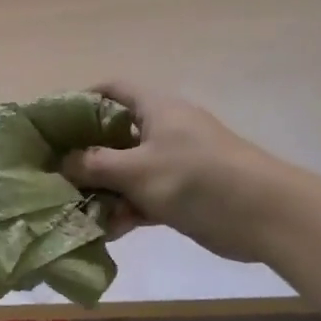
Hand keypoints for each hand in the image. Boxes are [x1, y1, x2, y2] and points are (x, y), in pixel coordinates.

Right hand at [64, 81, 297, 261]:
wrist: (266, 215)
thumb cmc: (196, 177)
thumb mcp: (136, 169)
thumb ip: (94, 165)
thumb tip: (63, 163)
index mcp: (155, 108)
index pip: (113, 89)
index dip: (83, 98)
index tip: (55, 121)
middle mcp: (163, 130)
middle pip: (114, 134)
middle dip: (85, 154)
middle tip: (55, 171)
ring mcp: (174, 163)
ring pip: (127, 171)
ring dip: (103, 190)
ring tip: (74, 208)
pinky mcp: (183, 194)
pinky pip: (144, 197)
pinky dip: (126, 210)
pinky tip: (105, 231)